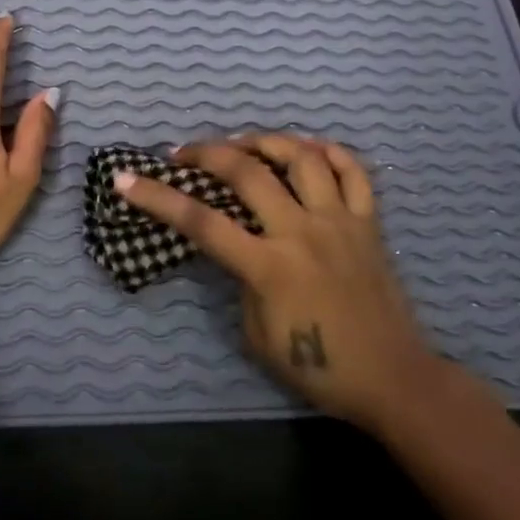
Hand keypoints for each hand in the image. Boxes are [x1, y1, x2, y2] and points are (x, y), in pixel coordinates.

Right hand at [114, 134, 439, 429]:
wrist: (393, 379)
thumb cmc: (318, 367)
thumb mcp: (257, 333)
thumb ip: (242, 281)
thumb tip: (238, 245)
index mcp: (269, 267)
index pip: (201, 222)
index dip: (158, 198)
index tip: (126, 179)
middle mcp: (302, 232)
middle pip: (248, 172)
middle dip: (207, 153)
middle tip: (184, 152)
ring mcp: (340, 221)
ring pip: (302, 157)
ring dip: (266, 140)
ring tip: (245, 144)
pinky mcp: (370, 222)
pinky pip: (353, 171)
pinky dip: (328, 151)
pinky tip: (307, 149)